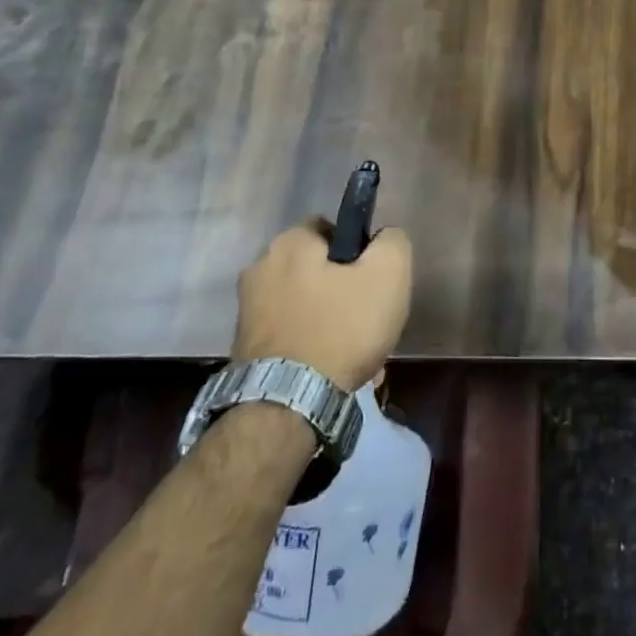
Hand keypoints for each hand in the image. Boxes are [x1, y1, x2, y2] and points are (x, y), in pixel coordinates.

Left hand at [232, 220, 412, 391]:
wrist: (287, 407)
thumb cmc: (341, 328)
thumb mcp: (388, 274)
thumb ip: (392, 241)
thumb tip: (384, 238)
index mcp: (288, 243)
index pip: (330, 228)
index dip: (357, 251)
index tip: (372, 280)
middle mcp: (259, 269)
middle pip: (316, 270)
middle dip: (342, 291)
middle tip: (367, 319)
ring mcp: (246, 311)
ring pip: (305, 306)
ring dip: (329, 323)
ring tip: (355, 355)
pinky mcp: (243, 349)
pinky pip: (290, 336)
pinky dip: (310, 348)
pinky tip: (332, 372)